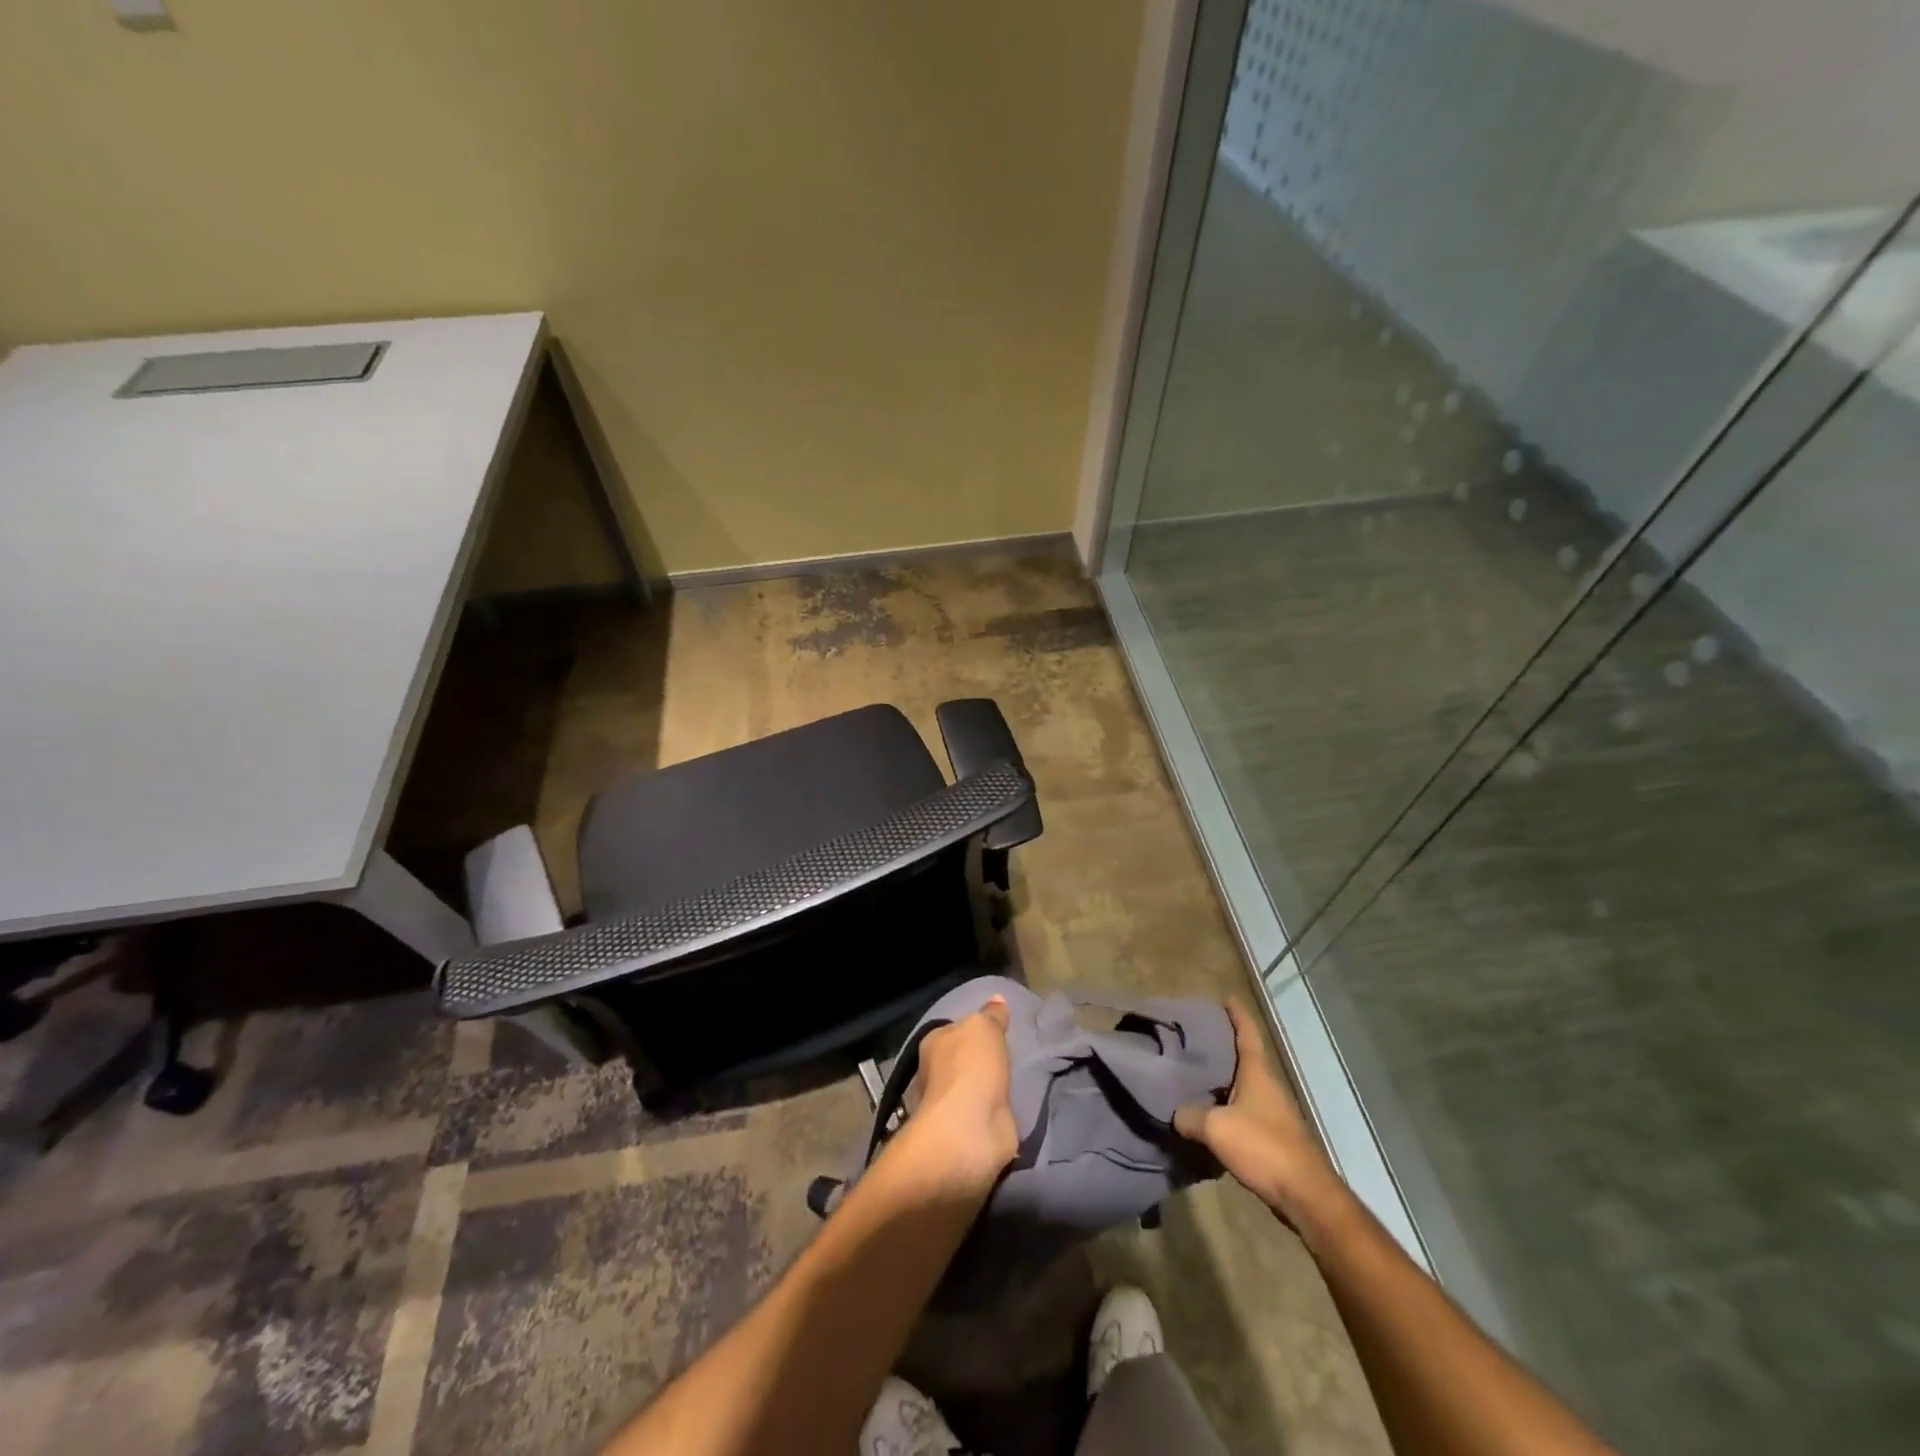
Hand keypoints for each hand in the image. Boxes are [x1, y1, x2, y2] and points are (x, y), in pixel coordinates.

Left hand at [901, 997, 1018, 1193]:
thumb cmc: (971, 1068)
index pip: (954, 1030)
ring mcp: (954, 1106)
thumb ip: (991, 1015)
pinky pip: (989, 1114)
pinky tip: (1012, 1107)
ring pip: (977, 1088)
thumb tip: (997, 999)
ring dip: (991, 1087)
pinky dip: (999, 1112)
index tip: (997, 1029)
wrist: (969, 1131)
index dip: (974, 1028)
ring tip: (1016, 1080)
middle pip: (964, 1060)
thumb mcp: (984, 1028)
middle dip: (982, 1060)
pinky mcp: (972, 1132)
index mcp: (934, 1044)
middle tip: (1011, 1054)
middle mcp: (938, 1074)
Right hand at [1174, 999, 1348, 1228]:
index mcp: (1258, 1073)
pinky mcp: (1273, 1137)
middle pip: (1244, 1057)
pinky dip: (1226, 1105)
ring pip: (1243, 1085)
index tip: (1224, 997)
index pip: (1247, 1033)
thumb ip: (1190, 1116)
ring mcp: (1274, 1113)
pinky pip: (1244, 1110)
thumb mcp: (1216, 1128)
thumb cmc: (1264, 1148)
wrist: (1306, 1196)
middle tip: (1193, 1036)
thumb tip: (1175, 1113)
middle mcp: (1268, 1086)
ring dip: (1223, 1078)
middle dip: (1223, 1045)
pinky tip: (1208, 1114)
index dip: (1237, 1014)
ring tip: (1193, 1074)